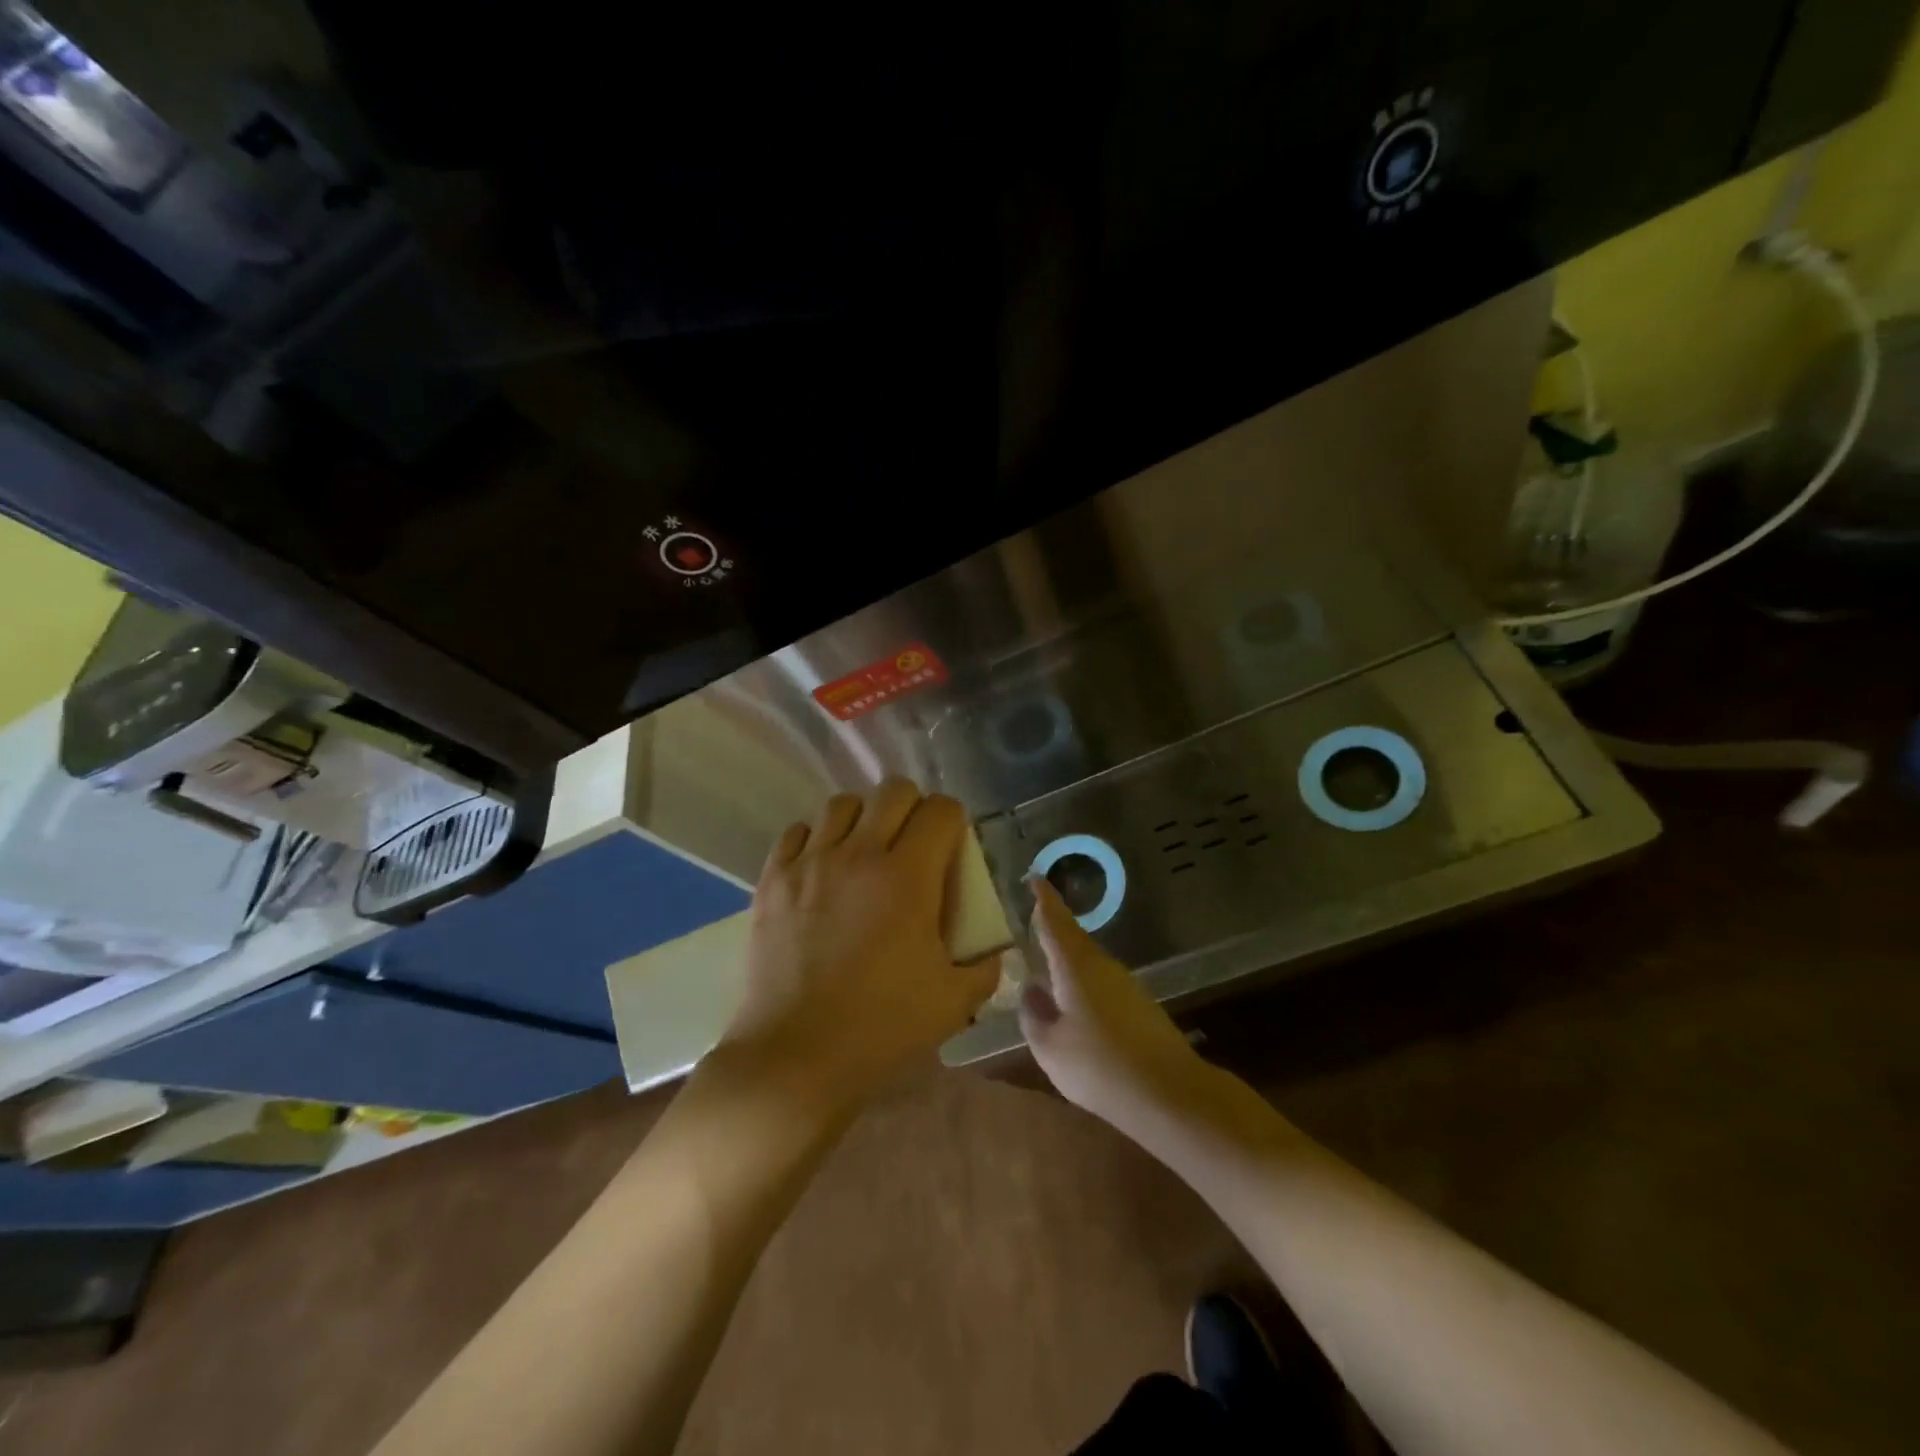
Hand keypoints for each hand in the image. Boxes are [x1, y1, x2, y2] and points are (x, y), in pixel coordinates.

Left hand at [721, 779, 1001, 1116]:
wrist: (796, 1056)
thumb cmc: (882, 1027)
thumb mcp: (955, 1001)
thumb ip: (985, 966)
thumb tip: (992, 948)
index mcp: (908, 876)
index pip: (941, 810)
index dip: (954, 820)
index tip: (952, 847)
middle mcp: (859, 854)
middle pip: (893, 791)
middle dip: (913, 808)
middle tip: (913, 845)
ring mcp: (810, 863)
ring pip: (842, 804)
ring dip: (863, 818)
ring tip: (865, 852)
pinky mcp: (773, 879)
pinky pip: (797, 832)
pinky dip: (816, 839)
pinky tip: (822, 868)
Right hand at [1018, 879, 1213, 1133]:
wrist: (1169, 1094)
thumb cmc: (1099, 1066)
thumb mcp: (1050, 1047)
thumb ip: (1033, 1016)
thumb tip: (1030, 992)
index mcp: (1075, 966)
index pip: (1055, 922)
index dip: (1044, 899)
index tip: (1035, 877)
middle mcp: (1102, 966)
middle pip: (1073, 940)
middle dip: (1053, 930)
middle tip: (1033, 924)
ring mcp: (1125, 984)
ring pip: (1088, 963)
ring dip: (1068, 962)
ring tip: (1048, 971)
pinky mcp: (1140, 1005)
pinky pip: (1102, 984)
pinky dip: (1084, 985)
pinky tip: (1077, 1009)